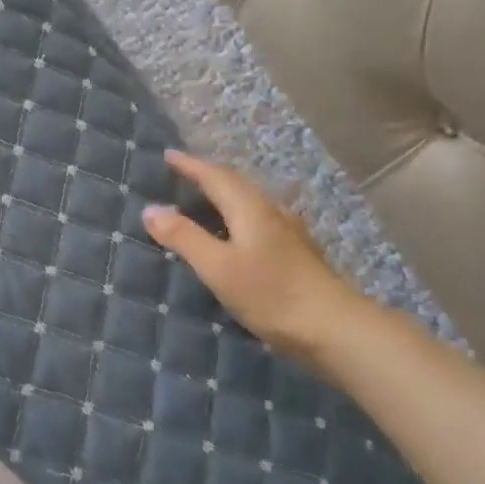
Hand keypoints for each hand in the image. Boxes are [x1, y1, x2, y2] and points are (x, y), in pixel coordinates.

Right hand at [141, 150, 377, 369]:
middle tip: (183, 174)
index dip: (190, 165)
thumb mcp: (218, 267)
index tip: (167, 155)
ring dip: (225, 196)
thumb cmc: (271, 294)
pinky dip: (238, 217)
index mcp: (251, 208)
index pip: (215, 176)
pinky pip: (259, 221)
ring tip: (205, 201)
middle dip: (208, 176)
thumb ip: (184, 237)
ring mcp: (289, 232)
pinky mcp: (297, 254)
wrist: (334, 328)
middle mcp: (272, 212)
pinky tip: (238, 234)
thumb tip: (150, 209)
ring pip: (251, 202)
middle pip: (237, 184)